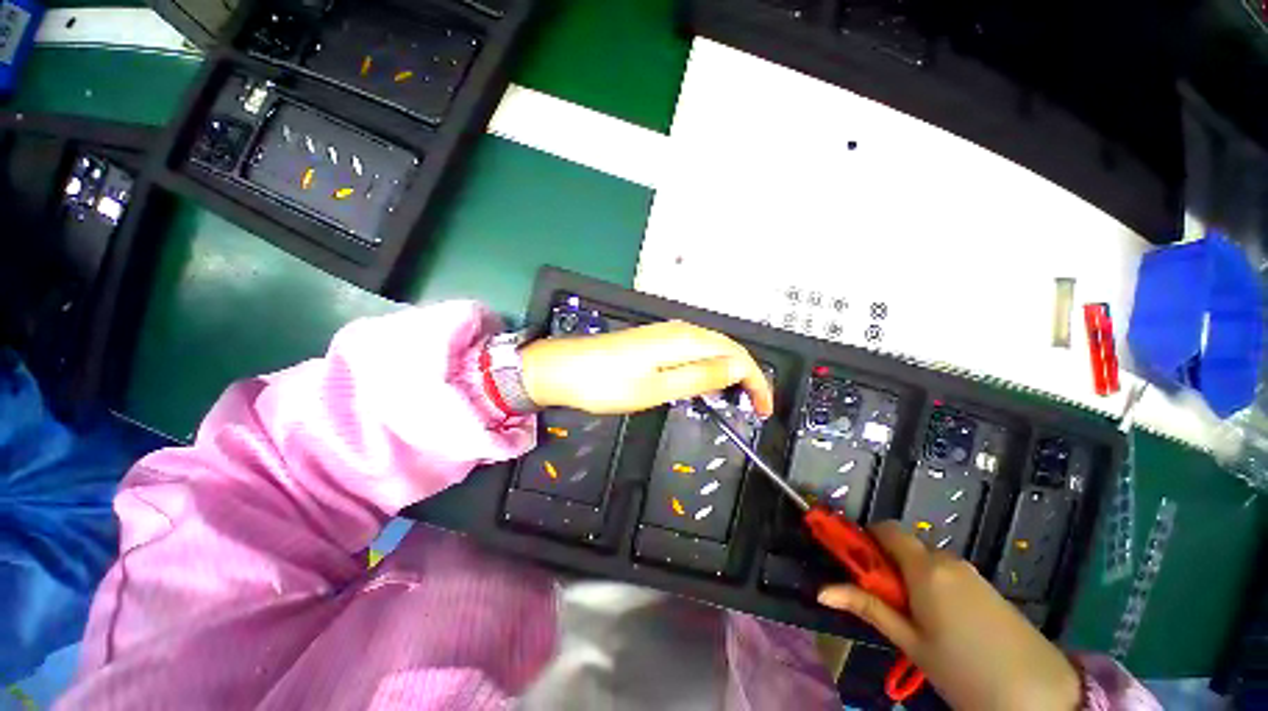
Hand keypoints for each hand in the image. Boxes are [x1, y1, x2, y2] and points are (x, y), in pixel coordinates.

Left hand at [520, 320, 773, 415]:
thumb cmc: (606, 383)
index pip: (736, 355)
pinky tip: (706, 383)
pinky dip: (708, 367)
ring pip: (711, 349)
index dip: (756, 381)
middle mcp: (679, 330)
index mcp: (683, 340)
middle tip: (755, 406)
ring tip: (737, 399)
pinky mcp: (654, 341)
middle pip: (727, 348)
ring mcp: (665, 333)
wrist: (562, 369)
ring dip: (728, 372)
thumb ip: (699, 376)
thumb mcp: (656, 388)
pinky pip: (693, 351)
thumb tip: (737, 368)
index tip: (765, 409)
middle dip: (747, 375)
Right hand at [817, 522, 1079, 710]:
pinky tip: (944, 623)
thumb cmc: (965, 671)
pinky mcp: (987, 587)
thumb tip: (821, 590)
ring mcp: (971, 573)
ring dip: (911, 576)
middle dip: (888, 563)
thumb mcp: (911, 643)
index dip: (866, 539)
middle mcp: (948, 560)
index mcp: (925, 568)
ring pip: (926, 560)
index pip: (885, 530)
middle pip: (905, 545)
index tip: (857, 564)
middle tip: (885, 600)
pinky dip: (933, 585)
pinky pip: (948, 573)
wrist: (1042, 696)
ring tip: (915, 619)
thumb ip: (868, 608)